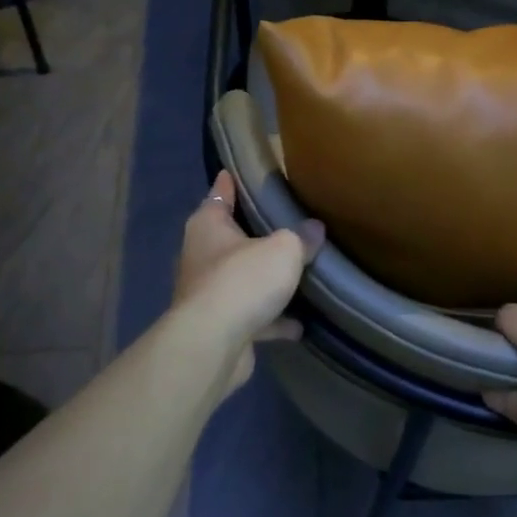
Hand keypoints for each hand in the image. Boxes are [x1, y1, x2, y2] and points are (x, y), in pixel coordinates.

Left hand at [174, 172, 324, 388]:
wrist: (213, 345)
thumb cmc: (243, 280)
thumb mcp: (283, 249)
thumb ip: (301, 237)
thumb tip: (315, 229)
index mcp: (208, 226)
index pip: (220, 194)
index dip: (231, 182)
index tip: (238, 171)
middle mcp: (201, 256)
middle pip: (231, 238)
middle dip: (254, 234)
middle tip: (284, 222)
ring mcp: (209, 294)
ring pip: (241, 280)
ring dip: (264, 281)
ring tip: (296, 274)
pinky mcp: (220, 327)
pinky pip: (252, 317)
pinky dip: (273, 320)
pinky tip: (300, 324)